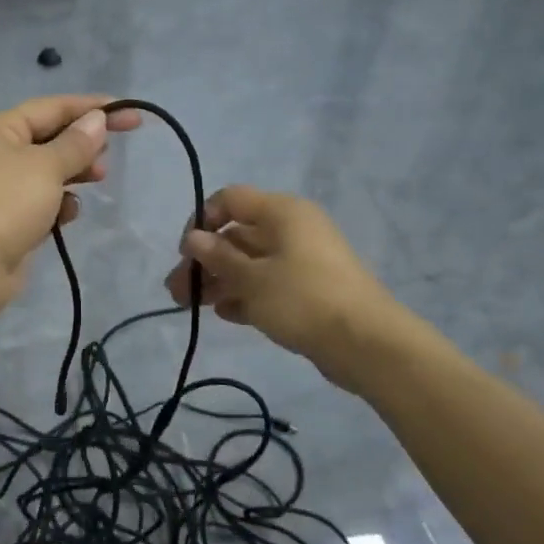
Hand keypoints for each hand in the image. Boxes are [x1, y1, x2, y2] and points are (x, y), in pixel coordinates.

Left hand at [0, 95, 140, 324]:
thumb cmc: (5, 203)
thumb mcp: (46, 166)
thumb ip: (75, 144)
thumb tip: (96, 120)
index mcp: (1, 129)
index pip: (53, 107)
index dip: (93, 107)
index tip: (131, 114)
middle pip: (51, 138)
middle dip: (83, 144)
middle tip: (109, 156)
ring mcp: (3, 190)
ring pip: (49, 173)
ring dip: (74, 174)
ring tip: (98, 179)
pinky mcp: (9, 221)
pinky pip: (42, 203)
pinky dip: (59, 205)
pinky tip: (68, 215)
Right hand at [164, 186, 412, 376]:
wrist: (366, 344)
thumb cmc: (303, 299)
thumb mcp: (252, 278)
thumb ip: (218, 257)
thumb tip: (193, 238)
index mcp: (282, 213)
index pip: (230, 200)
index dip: (202, 221)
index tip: (186, 252)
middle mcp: (292, 229)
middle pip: (236, 236)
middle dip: (204, 262)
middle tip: (176, 291)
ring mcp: (301, 261)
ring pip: (249, 263)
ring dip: (218, 281)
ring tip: (190, 306)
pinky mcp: (307, 290)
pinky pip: (267, 285)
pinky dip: (244, 296)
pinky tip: (224, 315)